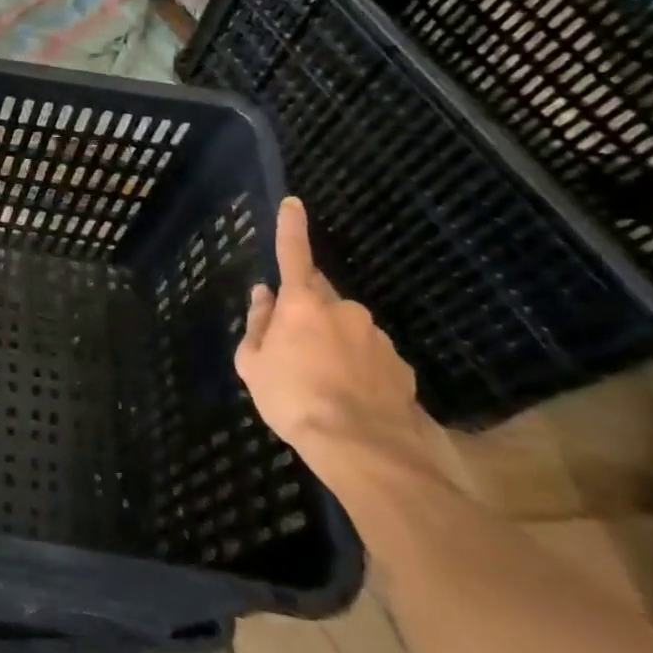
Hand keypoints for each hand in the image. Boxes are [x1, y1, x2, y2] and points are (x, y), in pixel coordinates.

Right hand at [235, 197, 430, 476]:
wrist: (362, 448)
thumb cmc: (292, 399)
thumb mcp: (252, 363)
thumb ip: (258, 324)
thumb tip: (264, 295)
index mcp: (302, 303)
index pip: (294, 254)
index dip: (292, 227)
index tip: (294, 203)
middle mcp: (344, 310)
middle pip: (319, 297)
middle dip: (305, 310)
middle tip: (291, 344)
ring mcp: (376, 337)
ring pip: (346, 328)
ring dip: (331, 341)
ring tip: (320, 380)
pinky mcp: (400, 366)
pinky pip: (369, 355)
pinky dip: (357, 366)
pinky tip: (348, 395)